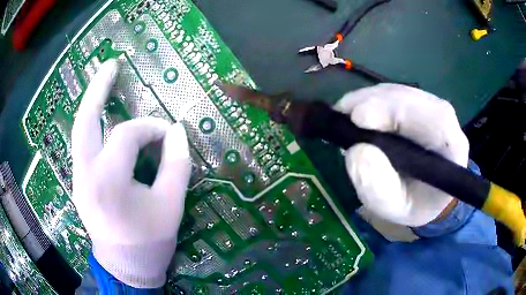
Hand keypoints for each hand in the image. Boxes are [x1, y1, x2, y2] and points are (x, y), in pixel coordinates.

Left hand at [72, 59, 190, 287]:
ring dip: (92, 104)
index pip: (128, 135)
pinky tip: (101, 116)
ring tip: (103, 81)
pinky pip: (83, 146)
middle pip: (85, 121)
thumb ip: (176, 165)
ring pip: (80, 131)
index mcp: (109, 181)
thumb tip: (176, 130)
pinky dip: (92, 126)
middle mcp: (86, 174)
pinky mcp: (79, 183)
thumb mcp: (171, 206)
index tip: (169, 134)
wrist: (126, 268)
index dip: (151, 128)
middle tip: (110, 65)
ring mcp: (78, 178)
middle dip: (97, 89)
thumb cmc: (149, 242)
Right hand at [335, 84, 468, 226]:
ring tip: (345, 113)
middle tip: (343, 112)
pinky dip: (370, 98)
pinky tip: (356, 110)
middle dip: (376, 101)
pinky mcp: (415, 105)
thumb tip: (357, 152)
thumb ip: (379, 189)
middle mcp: (445, 122)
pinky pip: (393, 93)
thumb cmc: (413, 204)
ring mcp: (430, 109)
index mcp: (451, 149)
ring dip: (369, 98)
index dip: (398, 111)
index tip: (360, 118)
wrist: (423, 194)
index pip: (435, 119)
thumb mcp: (395, 208)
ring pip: (400, 92)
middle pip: (413, 98)